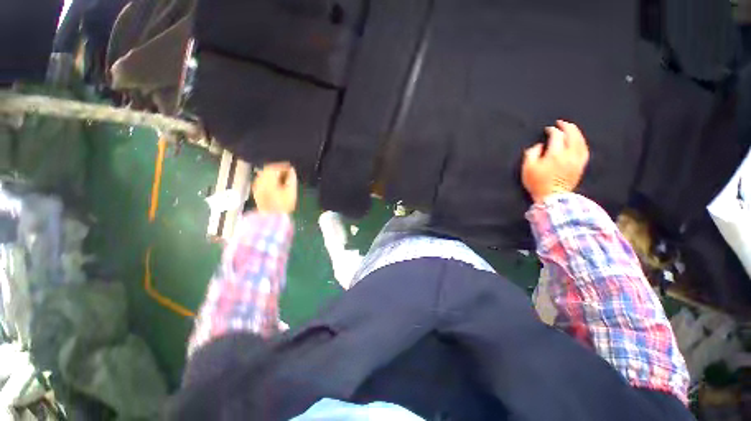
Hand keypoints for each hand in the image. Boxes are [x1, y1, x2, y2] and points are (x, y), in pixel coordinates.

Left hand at [252, 162, 297, 213]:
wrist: (271, 218)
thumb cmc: (284, 204)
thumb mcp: (291, 190)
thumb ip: (291, 178)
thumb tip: (291, 170)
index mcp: (268, 178)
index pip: (274, 166)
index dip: (283, 166)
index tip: (291, 168)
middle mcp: (260, 179)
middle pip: (268, 170)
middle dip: (278, 170)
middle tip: (288, 173)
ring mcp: (256, 186)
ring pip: (264, 175)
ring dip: (273, 175)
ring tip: (282, 180)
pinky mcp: (256, 192)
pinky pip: (262, 182)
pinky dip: (269, 181)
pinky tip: (275, 186)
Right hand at [522, 120, 589, 202]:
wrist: (552, 197)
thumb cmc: (537, 183)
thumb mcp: (527, 168)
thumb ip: (531, 153)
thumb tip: (540, 145)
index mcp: (555, 154)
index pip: (556, 136)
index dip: (552, 130)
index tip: (547, 129)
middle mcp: (569, 154)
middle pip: (572, 135)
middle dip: (567, 126)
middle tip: (560, 123)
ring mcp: (577, 160)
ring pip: (581, 141)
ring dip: (576, 132)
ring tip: (570, 129)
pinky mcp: (580, 165)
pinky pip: (584, 150)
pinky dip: (582, 142)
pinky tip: (579, 141)